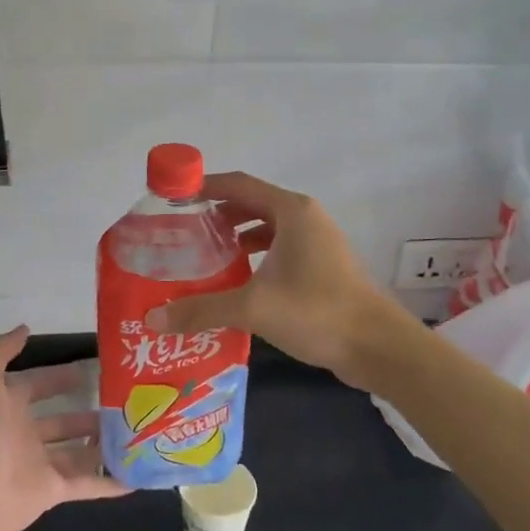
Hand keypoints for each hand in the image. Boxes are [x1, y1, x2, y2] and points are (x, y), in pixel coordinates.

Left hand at [0, 325, 125, 530]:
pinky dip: (109, 483)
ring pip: (77, 452)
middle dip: (86, 413)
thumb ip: (1, 351)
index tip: (89, 370)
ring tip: (134, 431)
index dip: (59, 378)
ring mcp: (40, 465)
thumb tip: (24, 328)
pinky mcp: (54, 492)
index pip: (37, 387)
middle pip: (61, 422)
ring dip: (101, 444)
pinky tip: (136, 476)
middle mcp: (24, 436)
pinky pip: (87, 485)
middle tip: (121, 402)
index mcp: (8, 408)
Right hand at [144, 172, 411, 389]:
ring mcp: (318, 242)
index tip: (173, 198)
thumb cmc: (316, 312)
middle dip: (217, 215)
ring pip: (268, 228)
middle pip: (252, 203)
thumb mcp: (253, 308)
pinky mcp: (323, 266)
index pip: (238, 184)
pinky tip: (237, 281)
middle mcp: (305, 218)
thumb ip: (202, 309)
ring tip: (203, 257)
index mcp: (291, 211)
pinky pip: (281, 249)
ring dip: (236, 238)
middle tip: (182, 232)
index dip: (204, 187)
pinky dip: (256, 257)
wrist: (378, 346)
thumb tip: (152, 319)